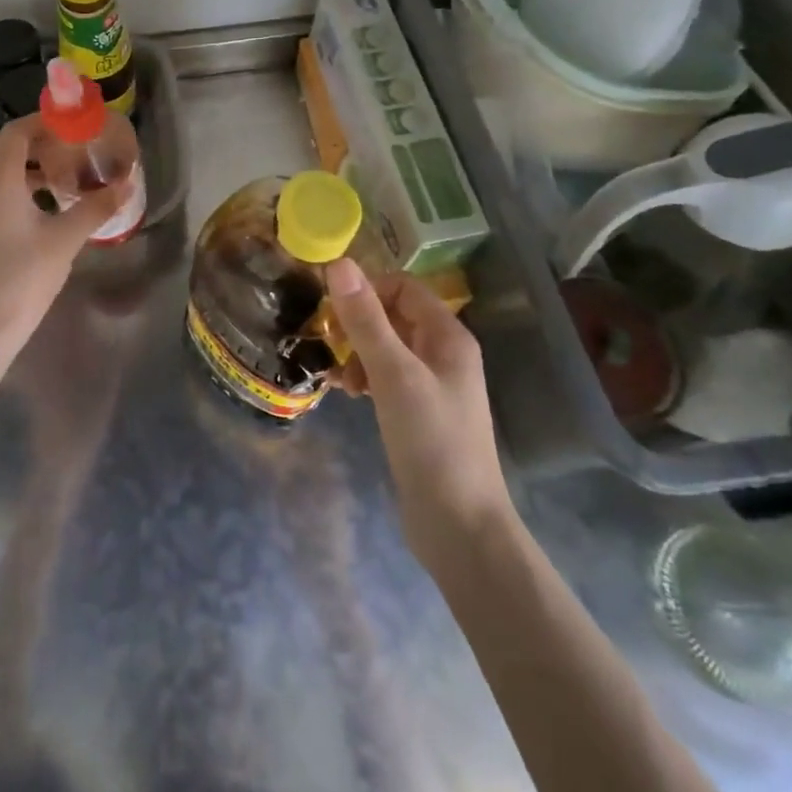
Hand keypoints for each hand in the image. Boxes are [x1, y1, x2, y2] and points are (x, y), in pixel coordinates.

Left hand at [0, 116, 129, 358]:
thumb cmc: (22, 279)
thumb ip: (95, 208)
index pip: (15, 132)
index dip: (41, 123)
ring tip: (48, 183)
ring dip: (12, 165)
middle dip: (21, 140)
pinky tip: (27, 214)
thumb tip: (125, 185)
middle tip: (54, 151)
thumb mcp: (65, 241)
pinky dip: (0, 187)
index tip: (68, 127)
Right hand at [326, 260, 514, 568]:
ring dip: (358, 352)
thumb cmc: (431, 441)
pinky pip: (386, 375)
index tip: (335, 313)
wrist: (460, 528)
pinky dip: (365, 376)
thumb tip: (339, 263)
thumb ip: (365, 319)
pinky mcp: (419, 412)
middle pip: (393, 314)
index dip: (367, 291)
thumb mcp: (393, 374)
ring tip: (340, 379)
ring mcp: (433, 384)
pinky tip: (348, 394)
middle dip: (358, 324)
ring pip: (386, 346)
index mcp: (448, 336)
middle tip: (331, 345)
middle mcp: (444, 353)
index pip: (403, 286)